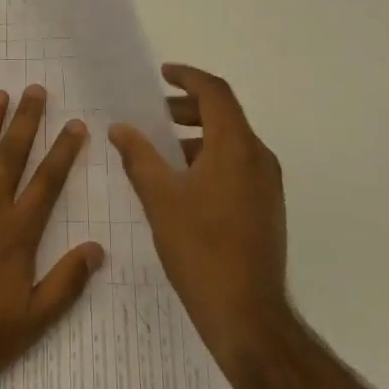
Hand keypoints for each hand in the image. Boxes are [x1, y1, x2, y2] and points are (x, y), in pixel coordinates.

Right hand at [109, 64, 290, 379]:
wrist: (247, 315)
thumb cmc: (200, 250)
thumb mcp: (160, 198)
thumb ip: (139, 157)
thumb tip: (120, 128)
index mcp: (236, 147)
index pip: (216, 93)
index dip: (188, 77)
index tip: (163, 74)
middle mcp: (259, 158)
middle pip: (225, 115)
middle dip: (188, 108)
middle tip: (154, 114)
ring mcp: (267, 184)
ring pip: (232, 142)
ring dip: (197, 135)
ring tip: (162, 150)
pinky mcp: (267, 207)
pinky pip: (238, 165)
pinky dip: (210, 159)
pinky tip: (183, 183)